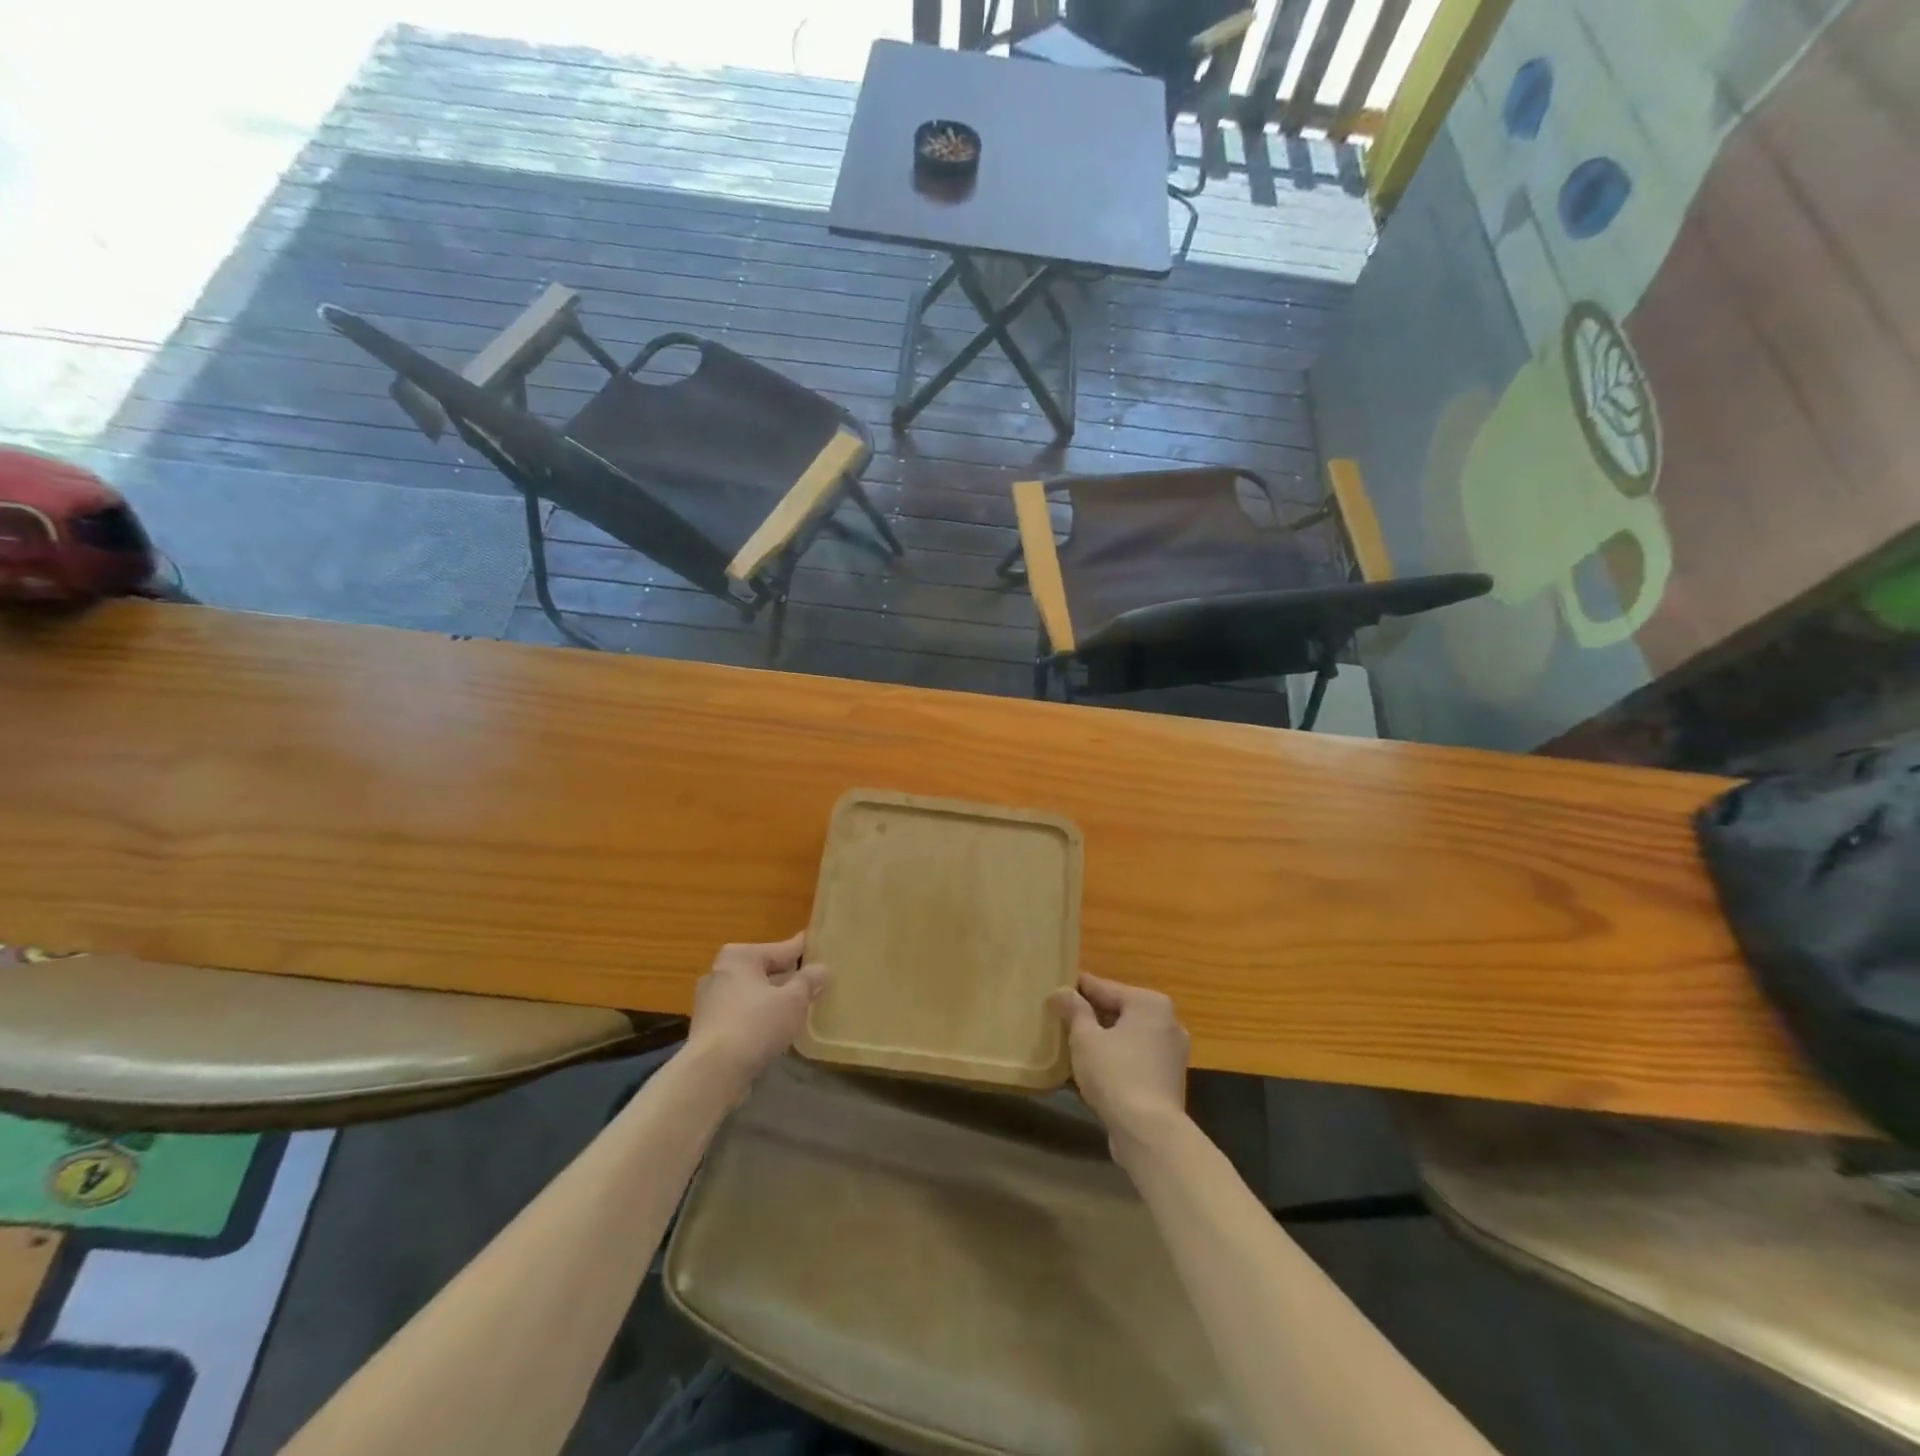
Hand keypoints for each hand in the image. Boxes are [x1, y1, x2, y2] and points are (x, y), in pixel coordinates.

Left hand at [685, 933, 827, 1091]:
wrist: (713, 1073)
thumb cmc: (756, 1025)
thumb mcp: (794, 1000)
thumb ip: (809, 981)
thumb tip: (822, 969)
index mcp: (740, 956)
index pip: (781, 949)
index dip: (802, 950)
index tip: (818, 946)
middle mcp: (720, 972)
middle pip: (764, 971)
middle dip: (786, 977)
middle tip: (813, 981)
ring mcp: (710, 1002)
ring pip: (752, 994)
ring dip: (772, 1000)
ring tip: (798, 1007)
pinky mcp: (707, 1029)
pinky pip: (742, 1015)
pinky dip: (758, 1018)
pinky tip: (775, 1029)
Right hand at [1049, 972, 1189, 1160]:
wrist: (1150, 1133)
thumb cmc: (1116, 1074)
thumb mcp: (1085, 1038)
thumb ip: (1074, 1010)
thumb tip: (1061, 992)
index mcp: (1149, 1003)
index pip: (1104, 987)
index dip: (1077, 988)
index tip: (1055, 988)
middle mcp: (1167, 1022)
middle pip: (1119, 1011)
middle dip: (1091, 1015)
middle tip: (1060, 1018)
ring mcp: (1172, 1052)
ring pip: (1128, 1037)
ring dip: (1103, 1039)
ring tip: (1072, 1044)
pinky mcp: (1169, 1079)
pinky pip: (1136, 1058)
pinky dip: (1116, 1059)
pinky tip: (1092, 1069)